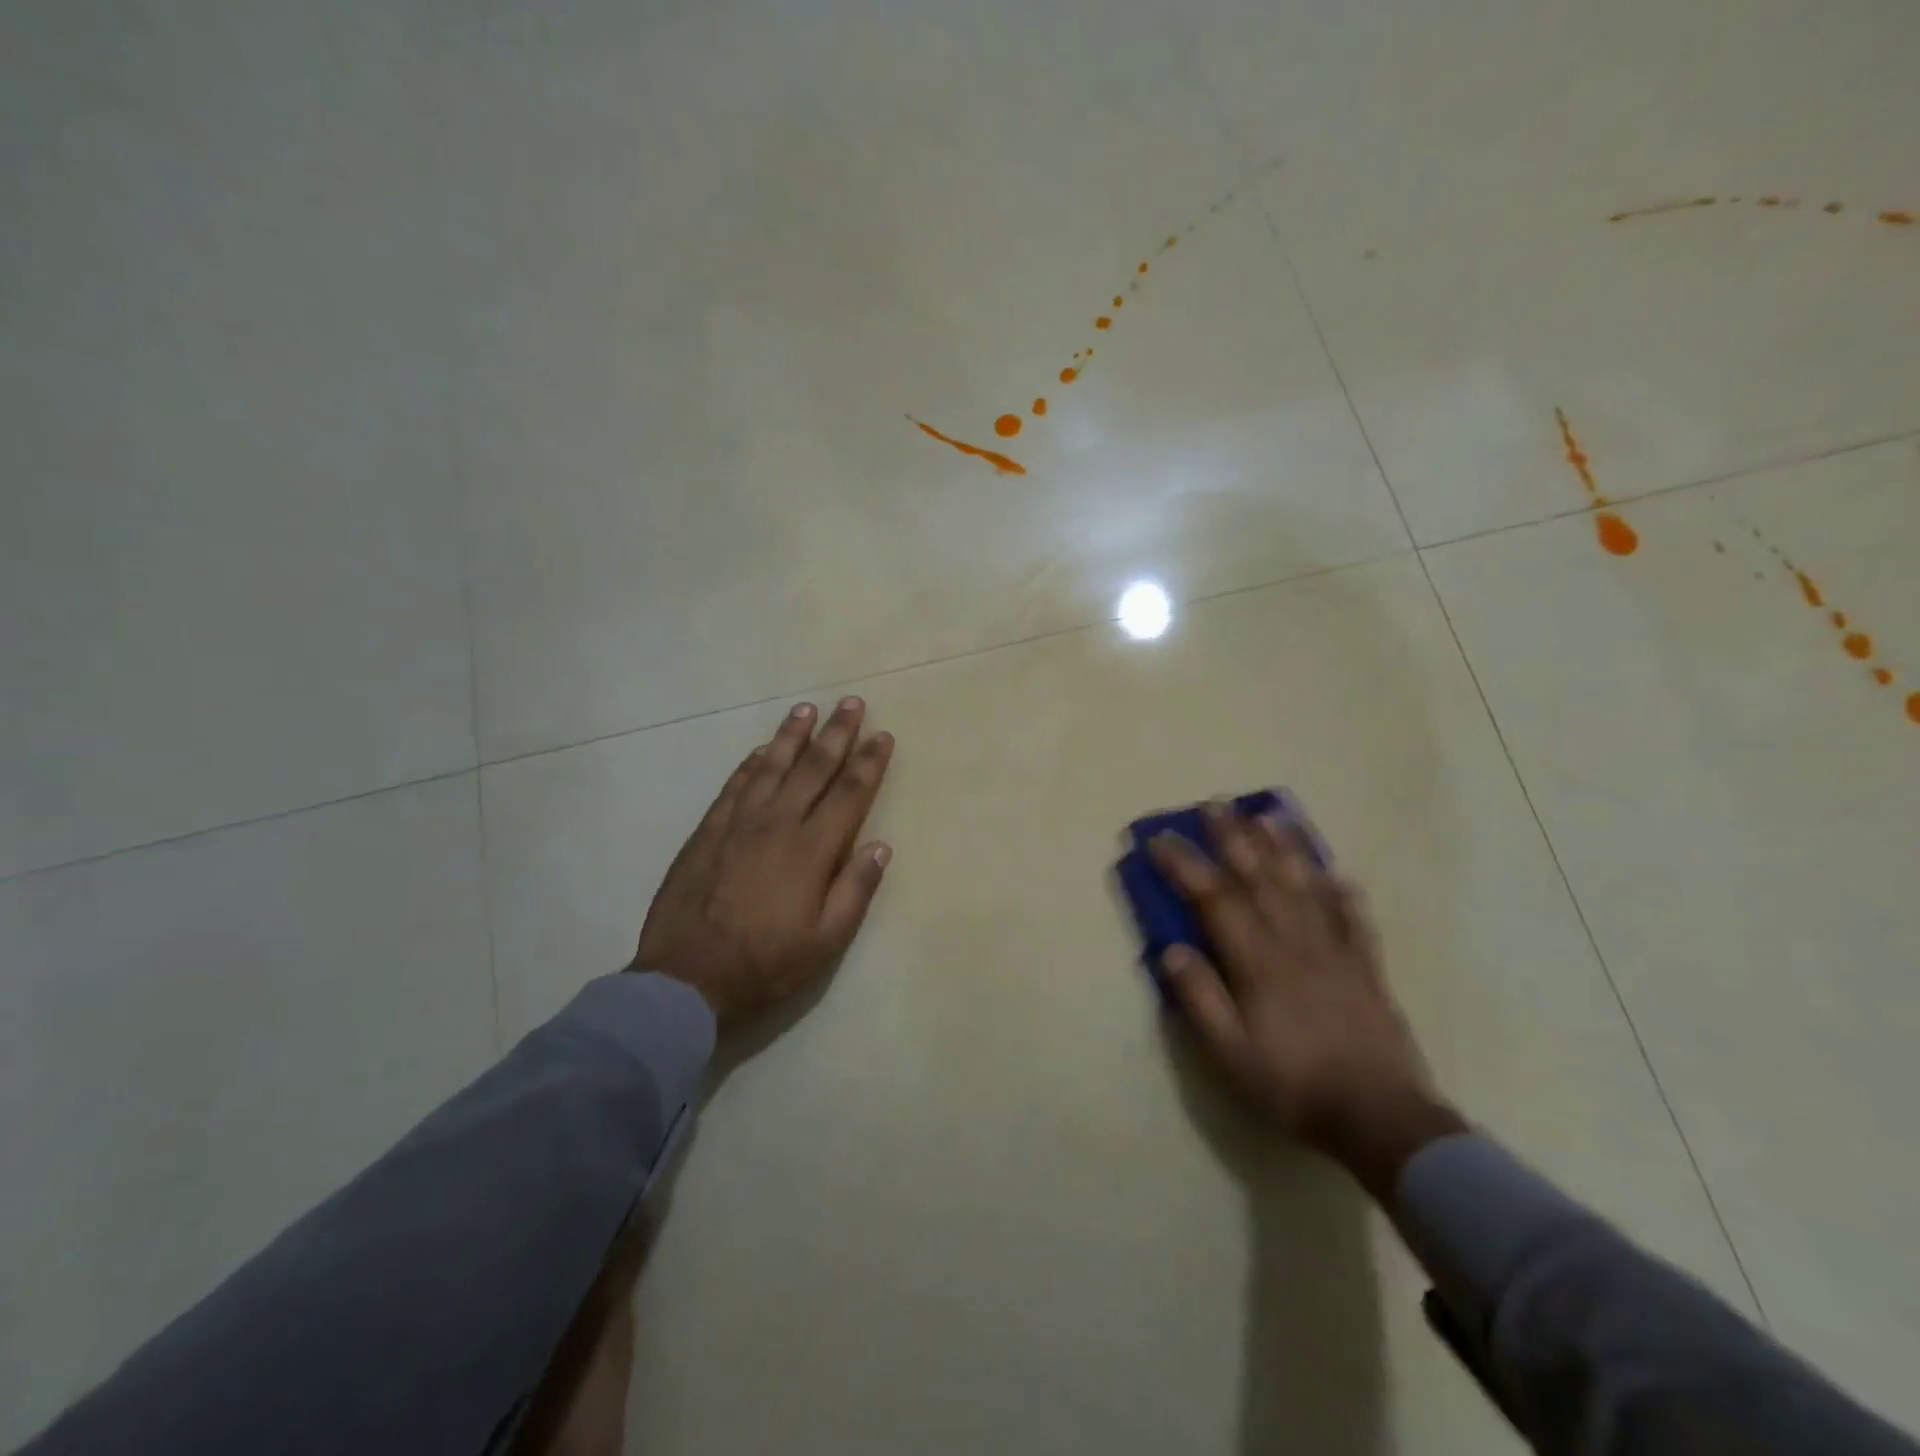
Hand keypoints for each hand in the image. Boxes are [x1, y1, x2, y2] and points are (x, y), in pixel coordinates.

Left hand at [633, 698, 893, 1026]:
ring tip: (807, 710)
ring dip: (791, 736)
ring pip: (771, 766)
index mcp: (811, 850)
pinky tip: (760, 750)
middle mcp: (777, 824)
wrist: (685, 979)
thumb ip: (855, 890)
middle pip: (813, 768)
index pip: (849, 794)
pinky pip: (734, 785)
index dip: (869, 762)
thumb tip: (881, 846)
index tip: (883, 736)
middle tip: (852, 703)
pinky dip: (751, 763)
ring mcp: (738, 824)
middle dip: (837, 733)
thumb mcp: (825, 942)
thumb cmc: (765, 965)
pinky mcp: (707, 831)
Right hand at [1150, 805, 1464, 1196]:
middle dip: (1234, 837)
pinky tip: (1337, 872)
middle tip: (1214, 803)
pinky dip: (1344, 891)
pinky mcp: (1367, 967)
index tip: (1159, 838)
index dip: (1185, 864)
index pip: (1215, 898)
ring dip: (1286, 847)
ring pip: (1306, 886)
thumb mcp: (1229, 1054)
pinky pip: (1355, 918)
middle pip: (1260, 877)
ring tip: (1270, 814)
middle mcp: (1295, 943)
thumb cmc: (1293, 1085)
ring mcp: (1336, 951)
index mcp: (1257, 963)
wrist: (1381, 1119)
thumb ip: (1199, 998)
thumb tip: (1170, 948)